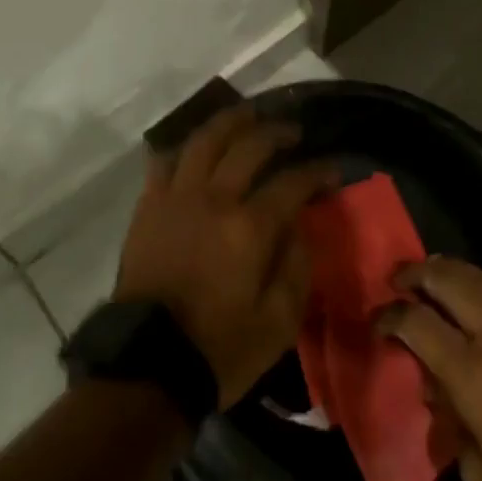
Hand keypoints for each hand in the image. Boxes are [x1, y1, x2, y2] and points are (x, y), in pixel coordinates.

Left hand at [115, 105, 336, 408]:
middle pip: (248, 146)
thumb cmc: (220, 348)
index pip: (292, 181)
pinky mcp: (148, 206)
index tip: (332, 168)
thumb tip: (300, 224)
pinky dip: (184, 147)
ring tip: (248, 115)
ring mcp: (176, 197)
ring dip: (231, 121)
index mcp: (249, 227)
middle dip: (277, 132)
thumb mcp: (279, 322)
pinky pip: (165, 161)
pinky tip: (197, 147)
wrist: (148, 365)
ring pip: (204, 140)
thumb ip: (296, 266)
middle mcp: (214, 198)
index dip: (317, 171)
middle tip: (293, 132)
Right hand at [379, 257, 481, 480]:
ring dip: (453, 274)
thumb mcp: (481, 475)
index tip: (378, 322)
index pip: (416, 322)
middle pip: (450, 280)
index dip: (390, 316)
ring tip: (434, 276)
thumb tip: (441, 393)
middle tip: (399, 278)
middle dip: (417, 273)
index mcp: (473, 374)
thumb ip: (452, 424)